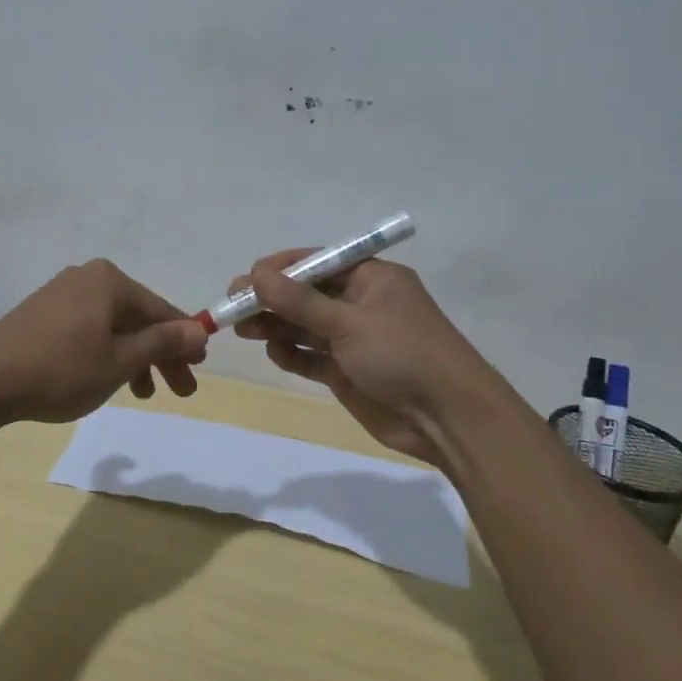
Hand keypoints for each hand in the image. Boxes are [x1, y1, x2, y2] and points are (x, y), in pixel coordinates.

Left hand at [0, 260, 208, 424]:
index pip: (161, 310)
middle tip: (180, 391)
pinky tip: (107, 378)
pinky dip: (106, 353)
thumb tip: (200, 329)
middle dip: (161, 355)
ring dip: (134, 358)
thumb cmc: (61, 369)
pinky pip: (90, 329)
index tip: (199, 368)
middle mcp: (88, 278)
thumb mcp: (120, 361)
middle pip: (138, 318)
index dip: (184, 340)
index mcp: (110, 281)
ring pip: (113, 326)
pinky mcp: (43, 312)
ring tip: (142, 394)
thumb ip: (162, 343)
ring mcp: (62, 293)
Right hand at [229, 251, 499, 468]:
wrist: (447, 418)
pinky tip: (274, 352)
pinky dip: (292, 354)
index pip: (318, 263)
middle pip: (307, 295)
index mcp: (372, 278)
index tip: (247, 279)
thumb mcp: (349, 322)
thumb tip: (255, 275)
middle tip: (233, 307)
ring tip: (243, 330)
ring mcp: (355, 340)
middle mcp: (361, 304)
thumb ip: (300, 301)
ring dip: (276, 325)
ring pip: (305, 326)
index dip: (280, 269)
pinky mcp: (348, 372)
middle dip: (271, 299)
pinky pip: (312, 357)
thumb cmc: (403, 354)